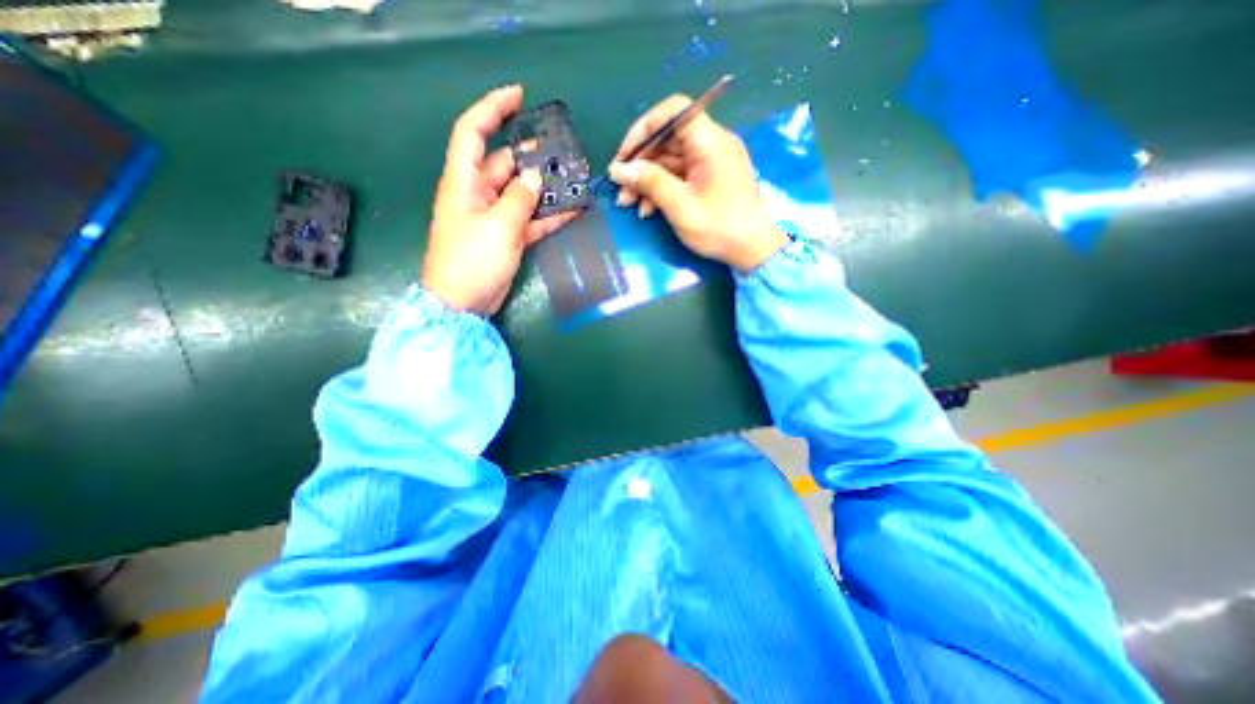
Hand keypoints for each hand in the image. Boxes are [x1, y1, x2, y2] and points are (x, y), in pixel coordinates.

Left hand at [422, 82, 578, 313]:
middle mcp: (478, 194)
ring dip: (545, 188)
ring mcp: (494, 217)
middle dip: (531, 157)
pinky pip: (530, 220)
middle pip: (504, 164)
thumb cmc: (471, 261)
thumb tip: (533, 176)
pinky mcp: (507, 237)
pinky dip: (548, 216)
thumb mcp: (497, 227)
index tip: (519, 96)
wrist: (463, 304)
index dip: (492, 109)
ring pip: (521, 193)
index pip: (473, 133)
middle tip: (563, 154)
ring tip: (573, 180)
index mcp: (464, 182)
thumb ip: (518, 199)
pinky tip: (572, 211)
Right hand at [605, 97, 779, 270]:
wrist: (753, 250)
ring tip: (629, 205)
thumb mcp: (680, 206)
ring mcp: (711, 162)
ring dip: (647, 181)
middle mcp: (711, 144)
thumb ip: (649, 182)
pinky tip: (648, 210)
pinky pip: (681, 176)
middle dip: (640, 165)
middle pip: (667, 141)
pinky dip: (662, 189)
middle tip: (620, 190)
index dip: (643, 129)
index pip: (672, 112)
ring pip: (670, 162)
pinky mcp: (710, 179)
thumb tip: (620, 169)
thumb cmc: (718, 227)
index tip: (624, 157)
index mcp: (709, 141)